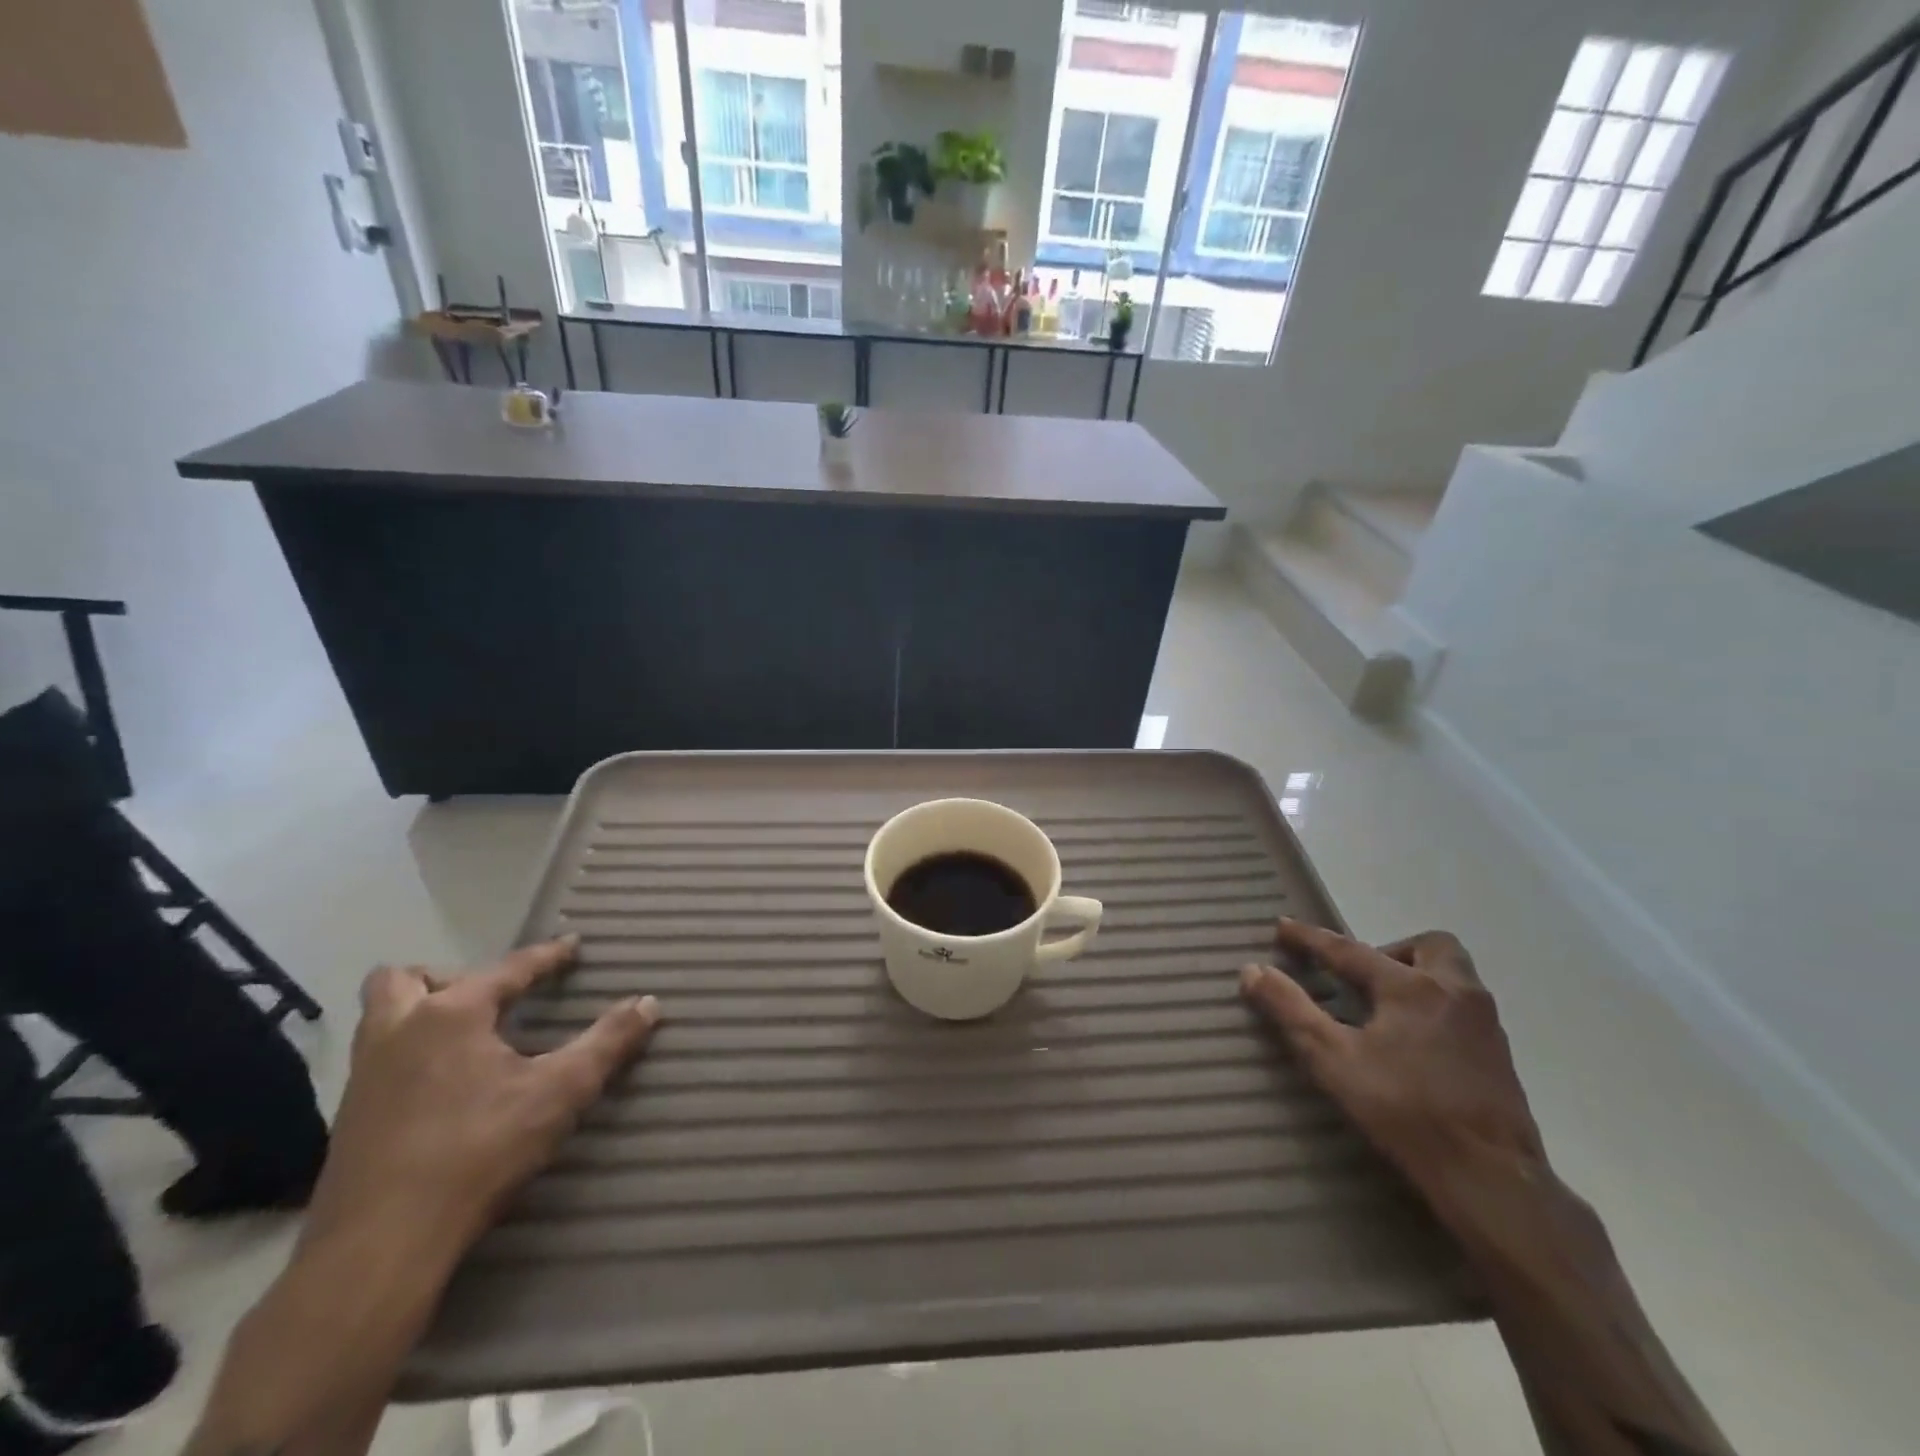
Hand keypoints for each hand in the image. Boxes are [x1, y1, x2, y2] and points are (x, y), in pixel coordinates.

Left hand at [305, 936, 660, 1258]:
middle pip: (406, 978)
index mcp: (450, 1015)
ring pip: (379, 1018)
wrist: (379, 1248)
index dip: (546, 956)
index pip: (508, 968)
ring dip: (419, 1013)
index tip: (572, 945)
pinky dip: (410, 1053)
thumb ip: (607, 1042)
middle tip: (490, 1000)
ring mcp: (365, 1076)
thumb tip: (649, 1003)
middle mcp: (398, 1032)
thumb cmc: (477, 1152)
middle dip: (448, 977)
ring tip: (467, 1036)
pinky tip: (443, 1085)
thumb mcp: (560, 1092)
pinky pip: (378, 1059)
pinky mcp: (348, 1119)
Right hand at [1240, 920, 1545, 1207]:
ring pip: (1452, 975)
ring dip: (1417, 975)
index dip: (1310, 938)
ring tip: (1384, 1007)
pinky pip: (1463, 1007)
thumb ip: (1290, 1011)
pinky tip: (1415, 1042)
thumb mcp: (1333, 1060)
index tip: (1282, 927)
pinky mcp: (1500, 1055)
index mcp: (1411, 988)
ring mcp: (1484, 1023)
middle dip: (1390, 950)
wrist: (1492, 1179)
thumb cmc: (1405, 1111)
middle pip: (1428, 946)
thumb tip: (1252, 971)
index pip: (1349, 950)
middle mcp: (1454, 992)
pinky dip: (1435, 1006)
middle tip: (1360, 978)